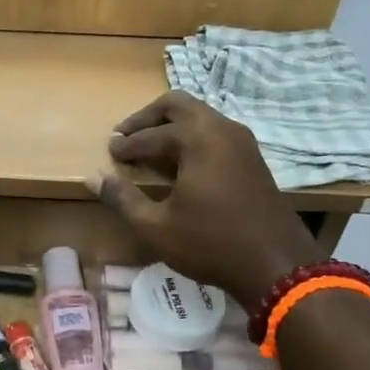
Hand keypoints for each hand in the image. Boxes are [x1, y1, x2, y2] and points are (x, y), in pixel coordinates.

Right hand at [94, 91, 323, 306]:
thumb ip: (122, 198)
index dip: (127, 145)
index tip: (110, 153)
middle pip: (178, 104)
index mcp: (197, 138)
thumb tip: (93, 178)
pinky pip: (215, 132)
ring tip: (149, 149)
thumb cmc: (210, 243)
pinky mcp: (253, 158)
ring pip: (199, 116)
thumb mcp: (155, 226)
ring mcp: (242, 141)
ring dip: (171, 126)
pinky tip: (180, 163)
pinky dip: (191, 138)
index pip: (151, 135)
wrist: (276, 264)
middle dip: (147, 118)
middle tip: (125, 136)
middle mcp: (221, 128)